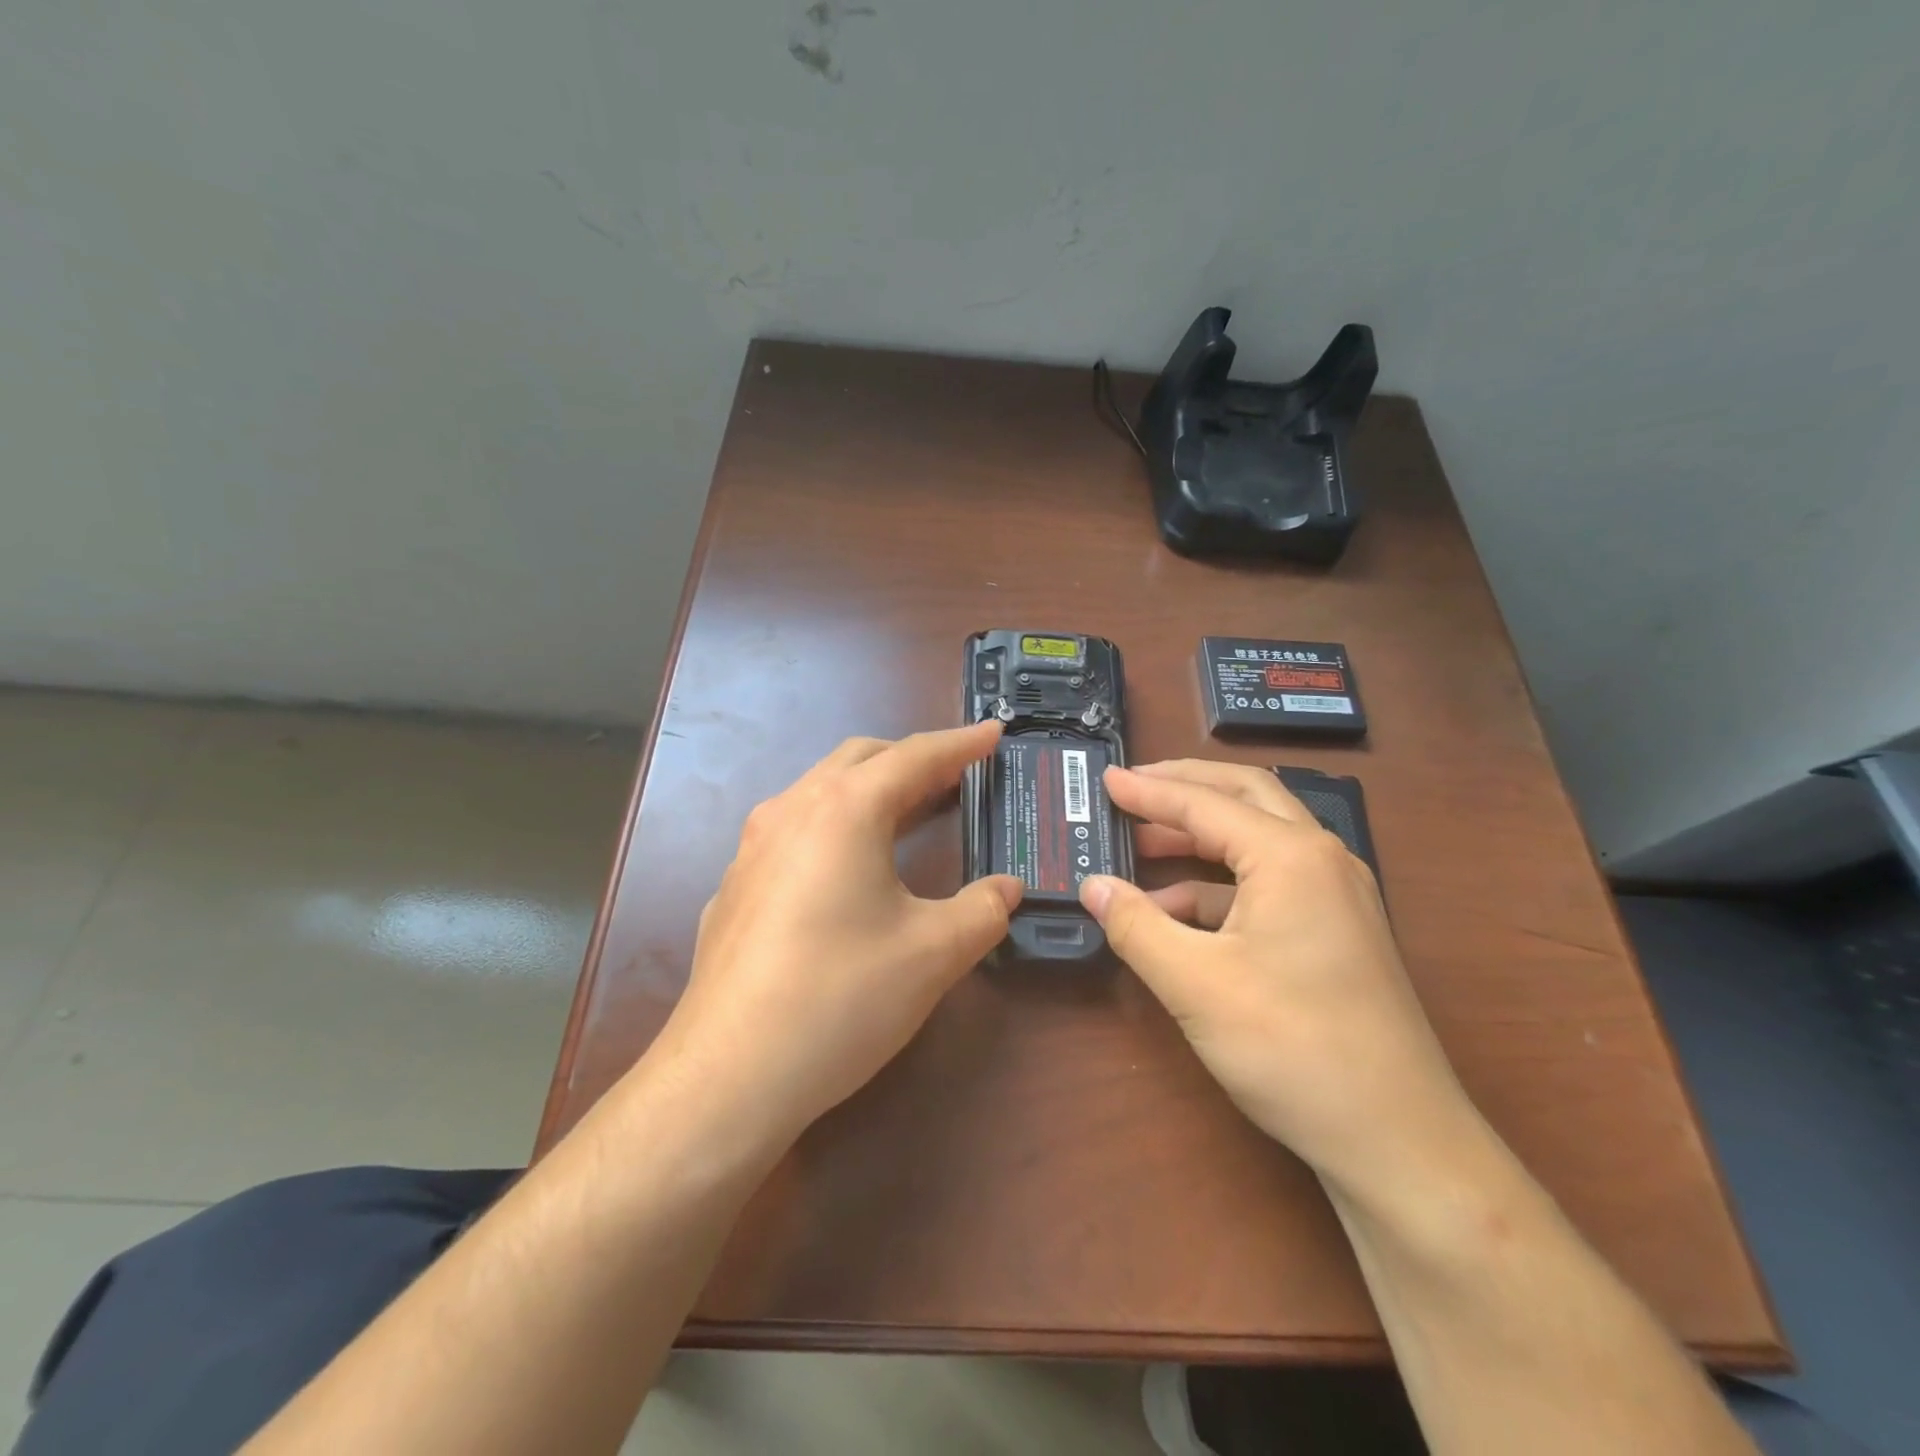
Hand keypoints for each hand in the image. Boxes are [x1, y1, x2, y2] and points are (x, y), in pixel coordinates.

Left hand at [649, 721, 1021, 1143]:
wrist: (729, 1074)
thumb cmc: (841, 997)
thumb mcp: (933, 953)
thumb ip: (982, 910)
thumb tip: (1008, 888)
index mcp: (844, 810)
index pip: (914, 756)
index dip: (961, 743)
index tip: (994, 733)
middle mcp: (792, 811)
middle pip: (860, 759)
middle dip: (911, 758)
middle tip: (954, 775)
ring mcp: (753, 848)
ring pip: (820, 791)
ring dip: (869, 789)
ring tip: (906, 810)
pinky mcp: (735, 887)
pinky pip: (793, 832)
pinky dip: (834, 827)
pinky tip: (845, 871)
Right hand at [1079, 760, 1475, 1197]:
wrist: (1397, 1140)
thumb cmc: (1292, 1048)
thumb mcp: (1196, 984)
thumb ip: (1136, 926)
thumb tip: (1093, 886)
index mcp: (1291, 856)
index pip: (1205, 804)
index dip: (1149, 790)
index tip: (1105, 779)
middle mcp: (1321, 859)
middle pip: (1246, 796)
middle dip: (1186, 786)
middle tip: (1132, 787)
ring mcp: (1335, 895)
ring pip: (1258, 839)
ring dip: (1200, 836)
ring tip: (1142, 845)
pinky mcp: (1336, 931)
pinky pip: (1269, 884)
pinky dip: (1219, 885)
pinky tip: (1177, 911)